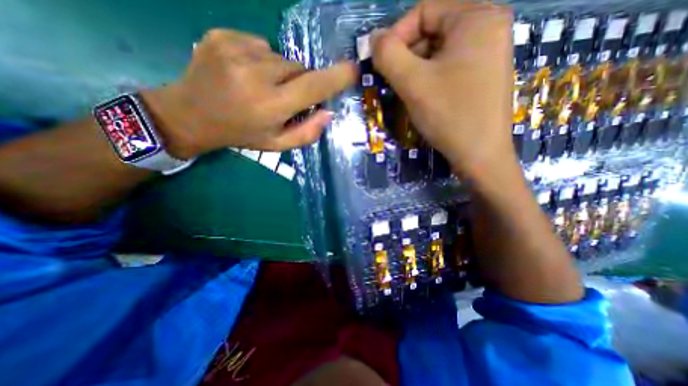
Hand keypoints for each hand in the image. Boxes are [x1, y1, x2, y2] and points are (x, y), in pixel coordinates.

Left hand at [143, 27, 357, 158]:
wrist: (190, 114)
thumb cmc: (240, 134)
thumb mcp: (276, 144)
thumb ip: (306, 133)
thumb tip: (328, 113)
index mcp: (270, 105)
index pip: (313, 86)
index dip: (337, 77)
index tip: (353, 70)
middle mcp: (256, 74)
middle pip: (299, 69)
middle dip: (300, 83)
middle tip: (284, 97)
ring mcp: (236, 49)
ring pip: (281, 57)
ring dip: (281, 72)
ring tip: (261, 87)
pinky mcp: (223, 35)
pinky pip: (261, 45)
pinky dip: (262, 59)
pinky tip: (246, 73)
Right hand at [371, 1, 515, 180]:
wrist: (480, 155)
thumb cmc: (449, 114)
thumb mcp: (412, 82)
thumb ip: (388, 55)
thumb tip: (374, 38)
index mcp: (477, 16)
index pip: (423, 10)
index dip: (396, 35)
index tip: (381, 64)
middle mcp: (489, 26)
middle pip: (432, 31)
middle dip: (407, 57)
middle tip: (394, 83)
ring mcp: (489, 52)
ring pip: (438, 52)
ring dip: (416, 71)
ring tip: (408, 94)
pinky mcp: (484, 75)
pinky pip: (449, 67)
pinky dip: (430, 79)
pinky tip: (425, 98)